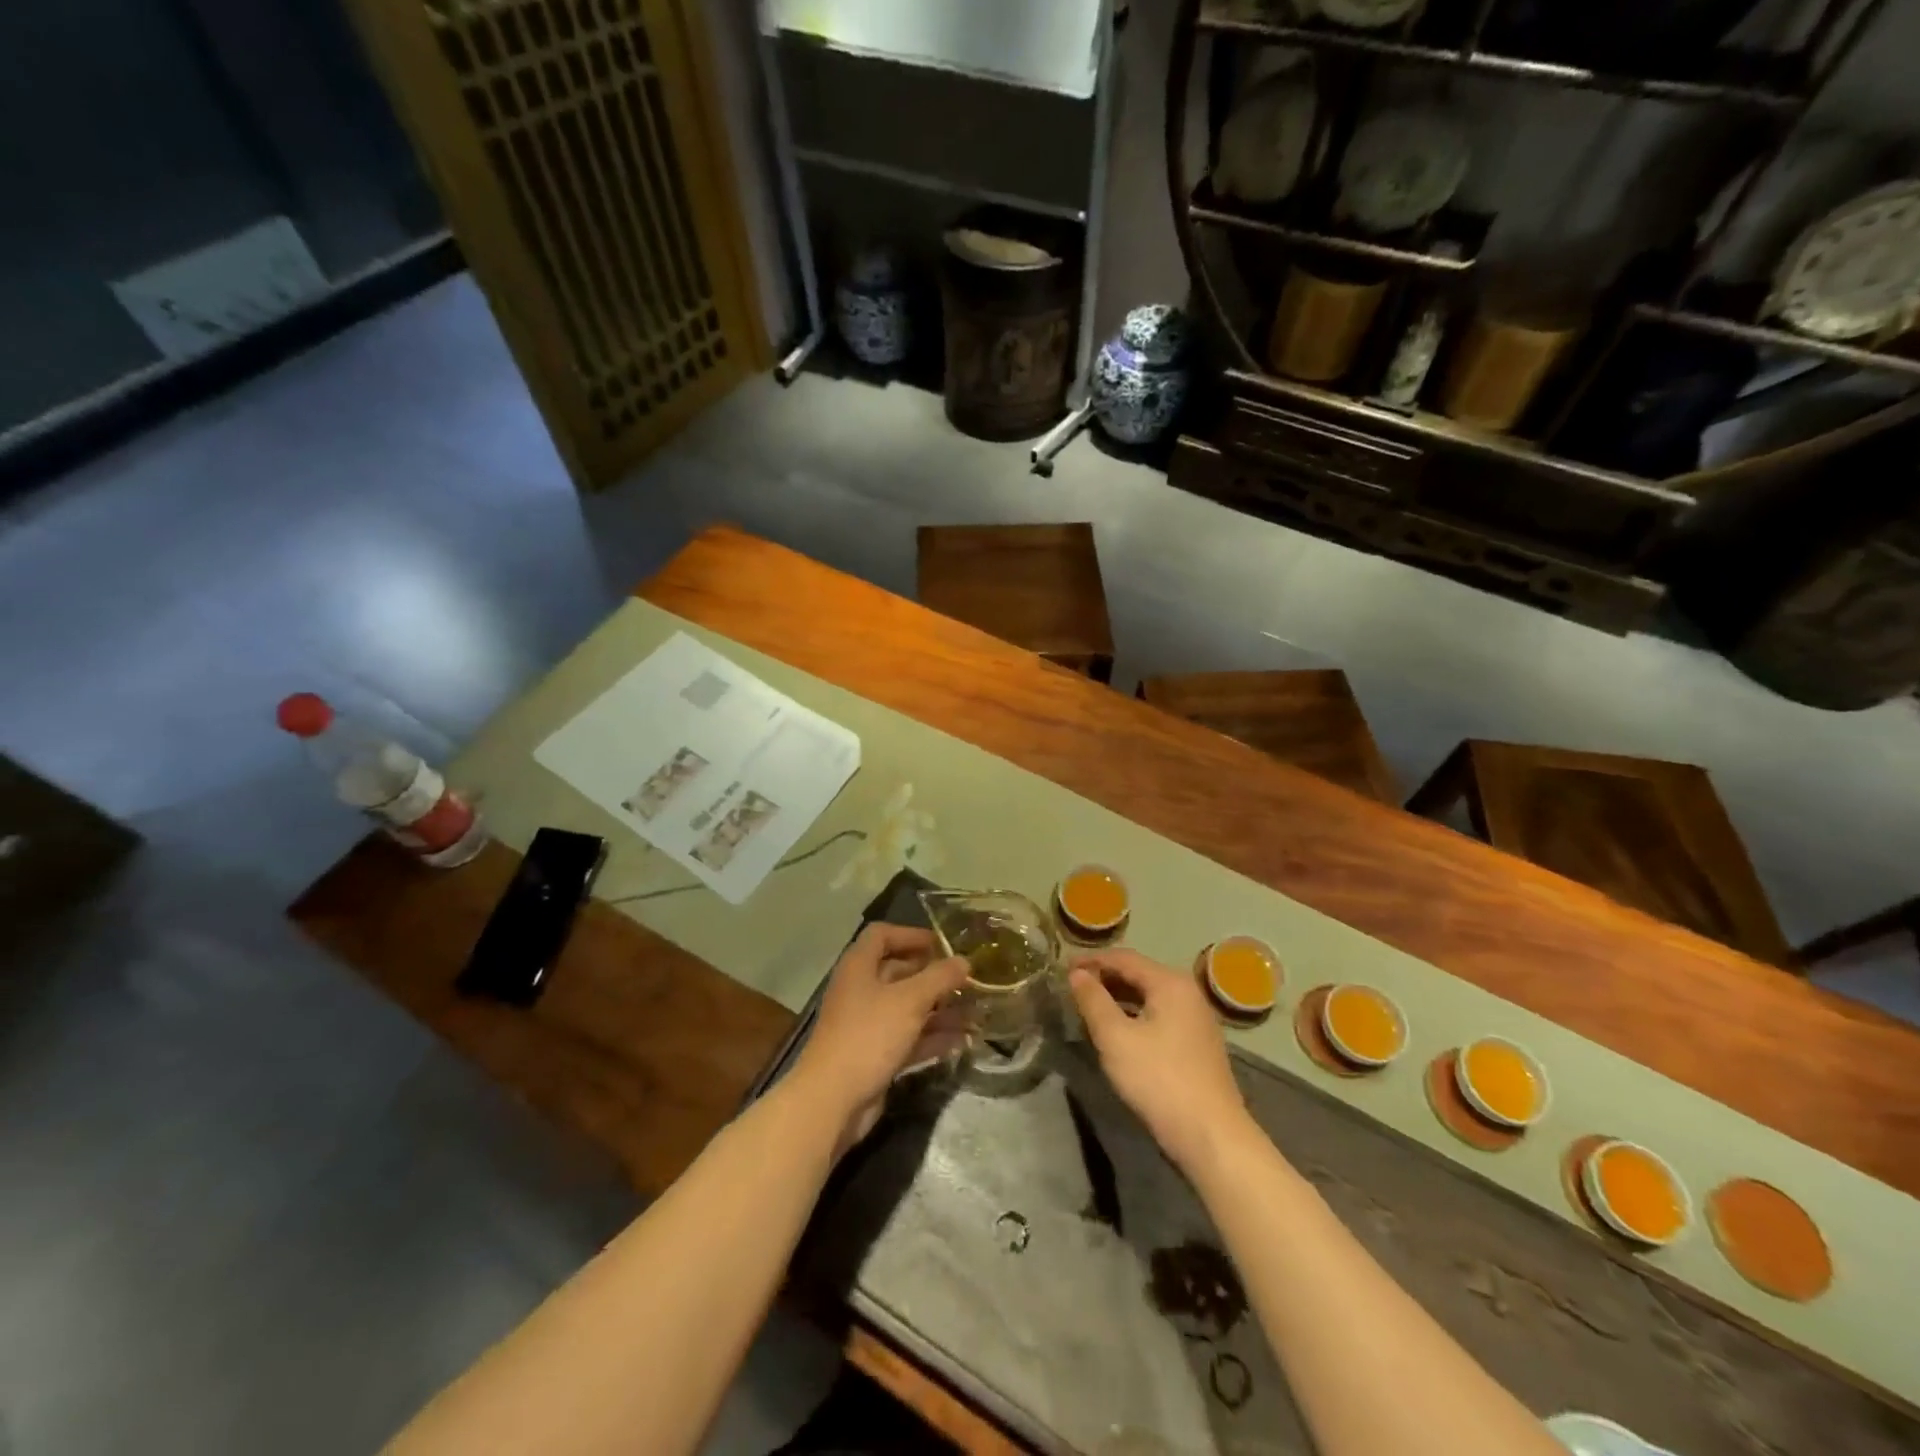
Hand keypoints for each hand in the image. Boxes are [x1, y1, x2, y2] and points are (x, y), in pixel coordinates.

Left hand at [791, 924, 969, 1152]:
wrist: (833, 1100)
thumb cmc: (869, 1035)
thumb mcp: (909, 1000)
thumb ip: (939, 978)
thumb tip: (964, 961)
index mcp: (859, 967)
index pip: (882, 935)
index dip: (911, 935)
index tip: (942, 945)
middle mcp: (861, 990)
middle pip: (899, 972)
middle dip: (934, 977)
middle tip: (967, 981)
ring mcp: (867, 1025)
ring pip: (908, 1008)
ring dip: (940, 1010)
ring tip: (975, 1013)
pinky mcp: (876, 1055)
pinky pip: (909, 1038)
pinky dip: (932, 1037)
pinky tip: (962, 1041)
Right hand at [1069, 949, 1250, 1175]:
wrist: (1211, 1135)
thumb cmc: (1158, 1079)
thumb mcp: (1115, 1038)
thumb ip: (1093, 1001)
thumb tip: (1077, 974)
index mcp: (1170, 983)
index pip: (1124, 958)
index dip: (1091, 960)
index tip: (1063, 968)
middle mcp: (1187, 992)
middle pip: (1139, 974)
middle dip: (1104, 978)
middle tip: (1072, 988)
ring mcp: (1196, 1018)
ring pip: (1149, 996)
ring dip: (1118, 998)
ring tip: (1088, 1007)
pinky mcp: (1197, 1043)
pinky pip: (1159, 1015)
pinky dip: (1134, 1015)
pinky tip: (1117, 1030)